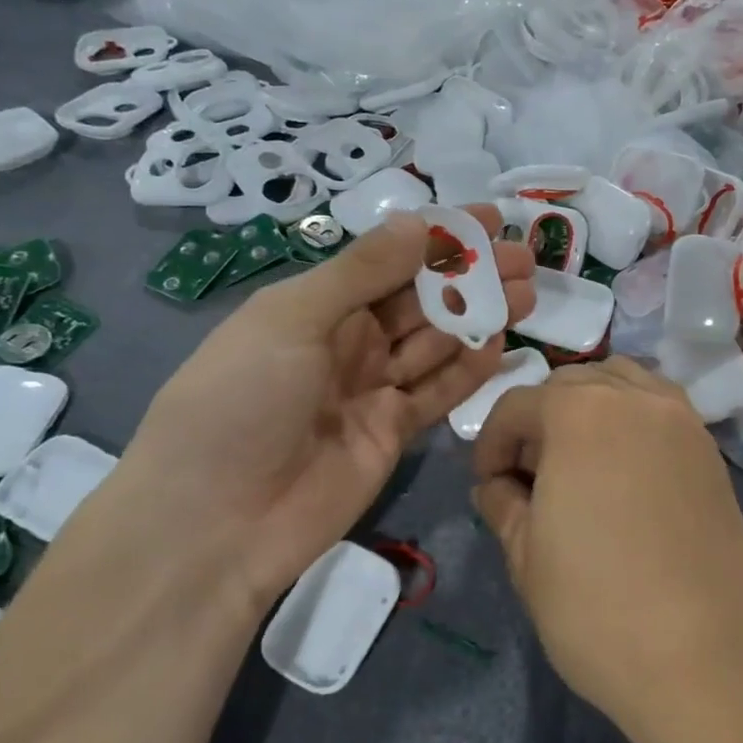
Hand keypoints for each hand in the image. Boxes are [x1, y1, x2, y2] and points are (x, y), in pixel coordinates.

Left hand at [109, 207, 535, 609]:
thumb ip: (362, 272)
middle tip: (524, 259)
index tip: (491, 220)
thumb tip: (422, 222)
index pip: (389, 258)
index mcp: (316, 304)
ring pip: (437, 341)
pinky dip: (469, 368)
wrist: (215, 523)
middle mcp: (348, 340)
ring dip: (479, 315)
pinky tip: (501, 343)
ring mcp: (373, 388)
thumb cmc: (240, 400)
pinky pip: (438, 390)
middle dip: (470, 275)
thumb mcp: (292, 319)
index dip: (439, 237)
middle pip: (421, 298)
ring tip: (528, 292)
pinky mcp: (394, 431)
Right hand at [471, 359, 742, 742]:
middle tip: (530, 477)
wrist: (708, 657)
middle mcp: (634, 397)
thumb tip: (497, 486)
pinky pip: (659, 407)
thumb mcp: (526, 558)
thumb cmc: (599, 608)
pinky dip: (631, 417)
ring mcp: (680, 419)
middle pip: (571, 384)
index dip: (492, 443)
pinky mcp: (709, 448)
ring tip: (578, 462)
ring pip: (621, 382)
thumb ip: (503, 505)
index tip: (489, 486)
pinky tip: (623, 468)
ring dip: (588, 406)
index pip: (518, 405)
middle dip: (539, 420)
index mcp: (579, 413)